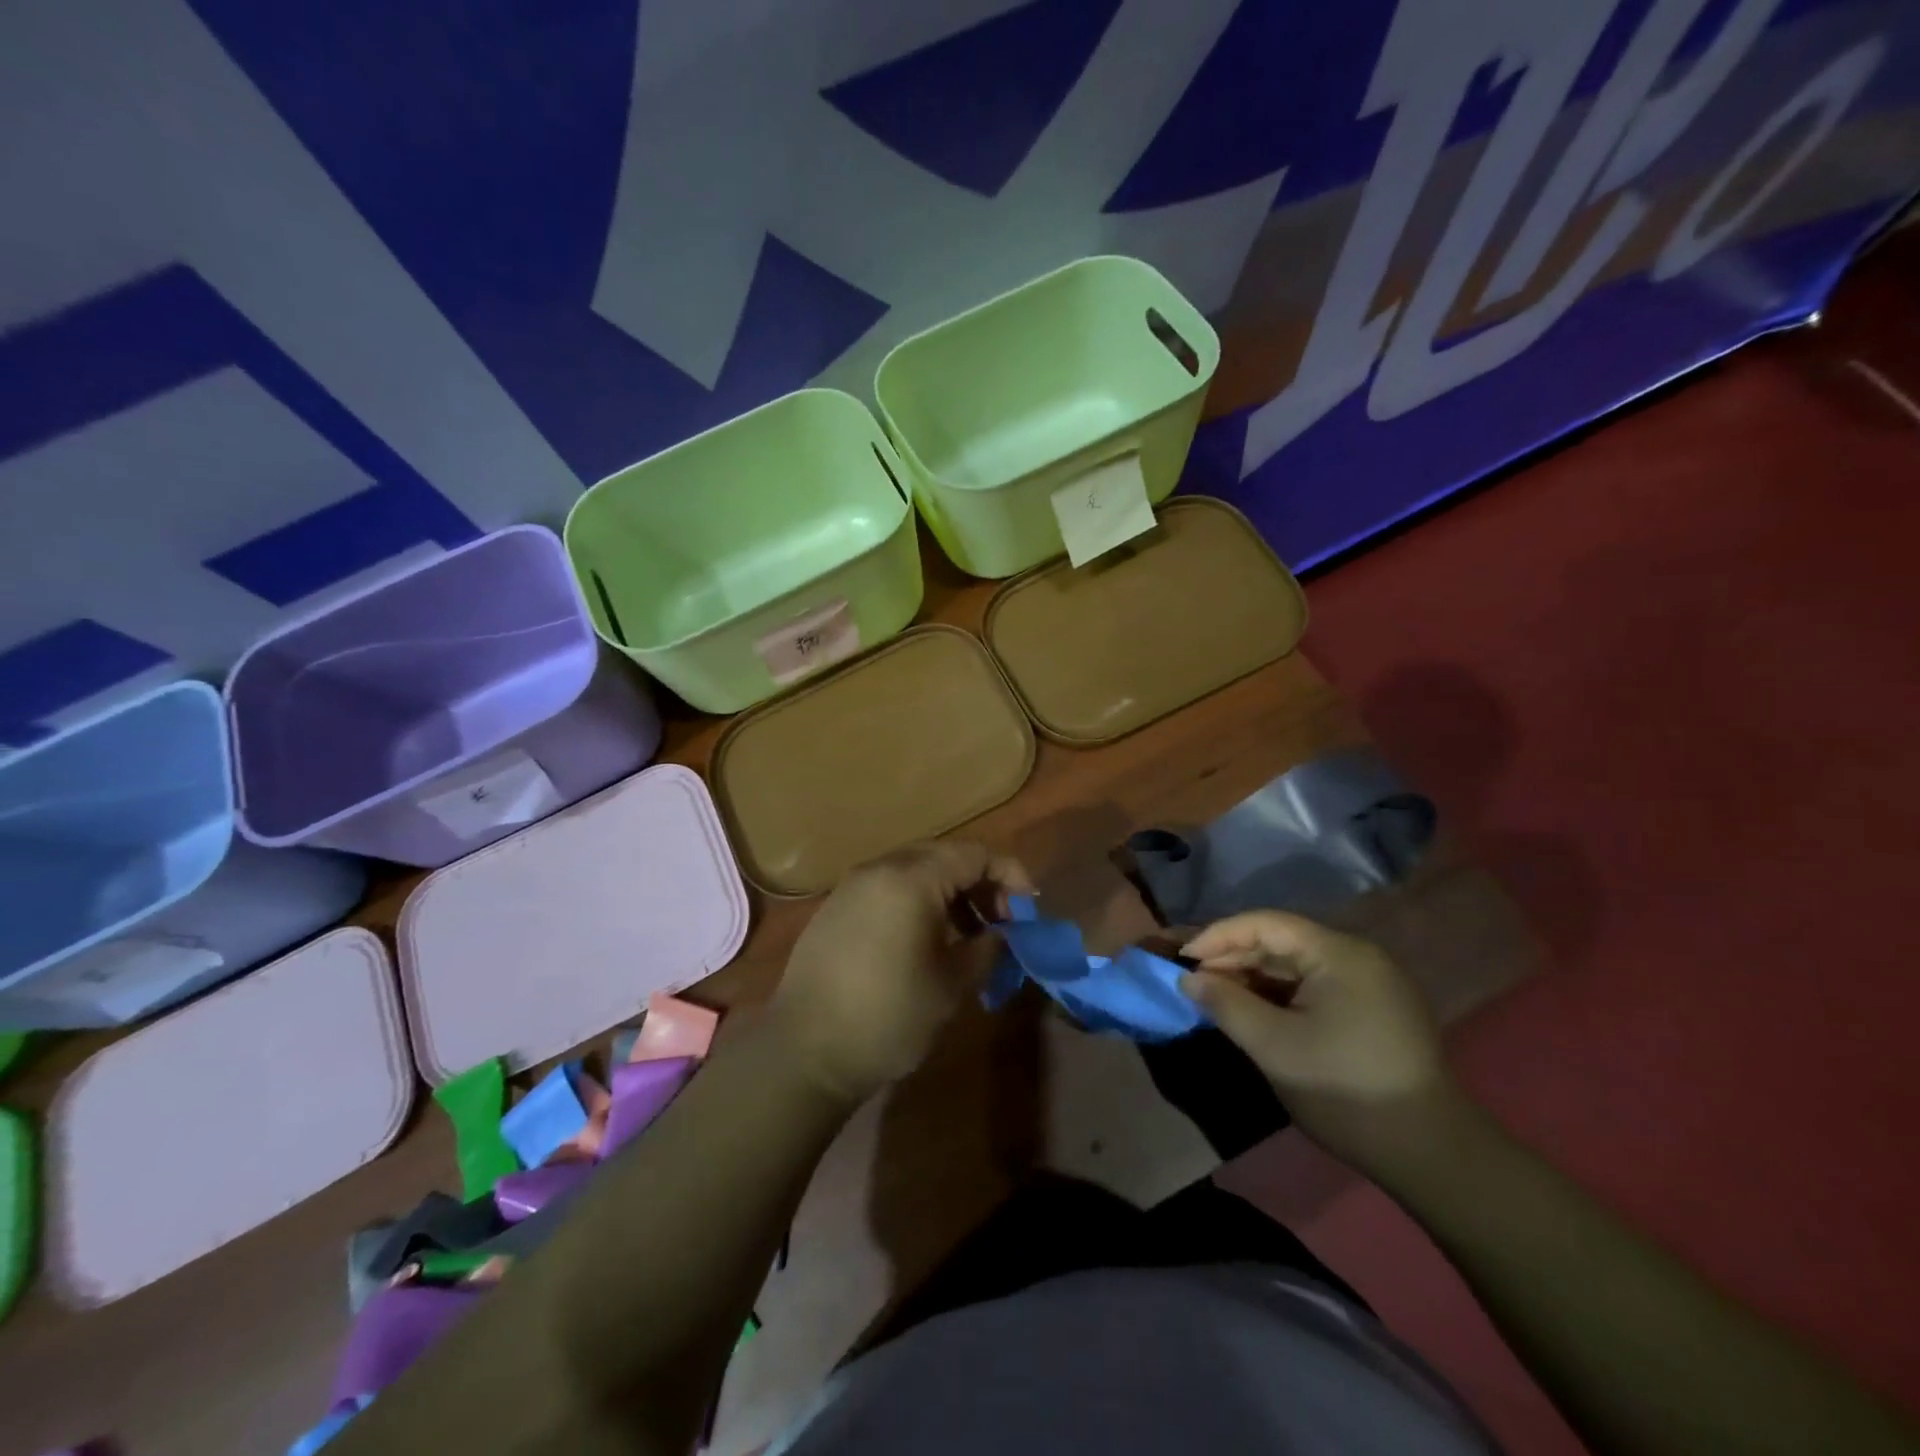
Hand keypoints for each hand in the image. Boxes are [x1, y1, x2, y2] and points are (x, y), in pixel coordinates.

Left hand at [771, 841, 1032, 1105]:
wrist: (804, 1051)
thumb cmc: (888, 1017)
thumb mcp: (952, 985)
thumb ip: (986, 948)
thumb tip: (1000, 934)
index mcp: (911, 879)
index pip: (975, 854)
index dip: (1009, 876)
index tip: (1028, 912)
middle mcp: (880, 869)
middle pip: (944, 855)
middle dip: (980, 882)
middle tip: (1002, 920)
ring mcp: (853, 886)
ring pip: (915, 869)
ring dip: (950, 892)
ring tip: (969, 933)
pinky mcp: (836, 908)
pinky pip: (889, 887)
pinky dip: (918, 900)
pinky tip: (927, 939)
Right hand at [1178, 912, 1462, 1169]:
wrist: (1432, 1155)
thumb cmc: (1346, 1091)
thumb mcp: (1274, 1047)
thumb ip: (1226, 1004)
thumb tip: (1188, 978)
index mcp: (1339, 953)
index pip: (1266, 924)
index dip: (1218, 936)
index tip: (1182, 959)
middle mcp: (1356, 957)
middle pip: (1280, 943)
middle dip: (1231, 957)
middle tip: (1188, 976)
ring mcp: (1368, 983)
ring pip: (1294, 967)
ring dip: (1251, 978)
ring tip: (1211, 993)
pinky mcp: (1371, 1010)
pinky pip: (1312, 987)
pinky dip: (1277, 995)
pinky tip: (1250, 1010)